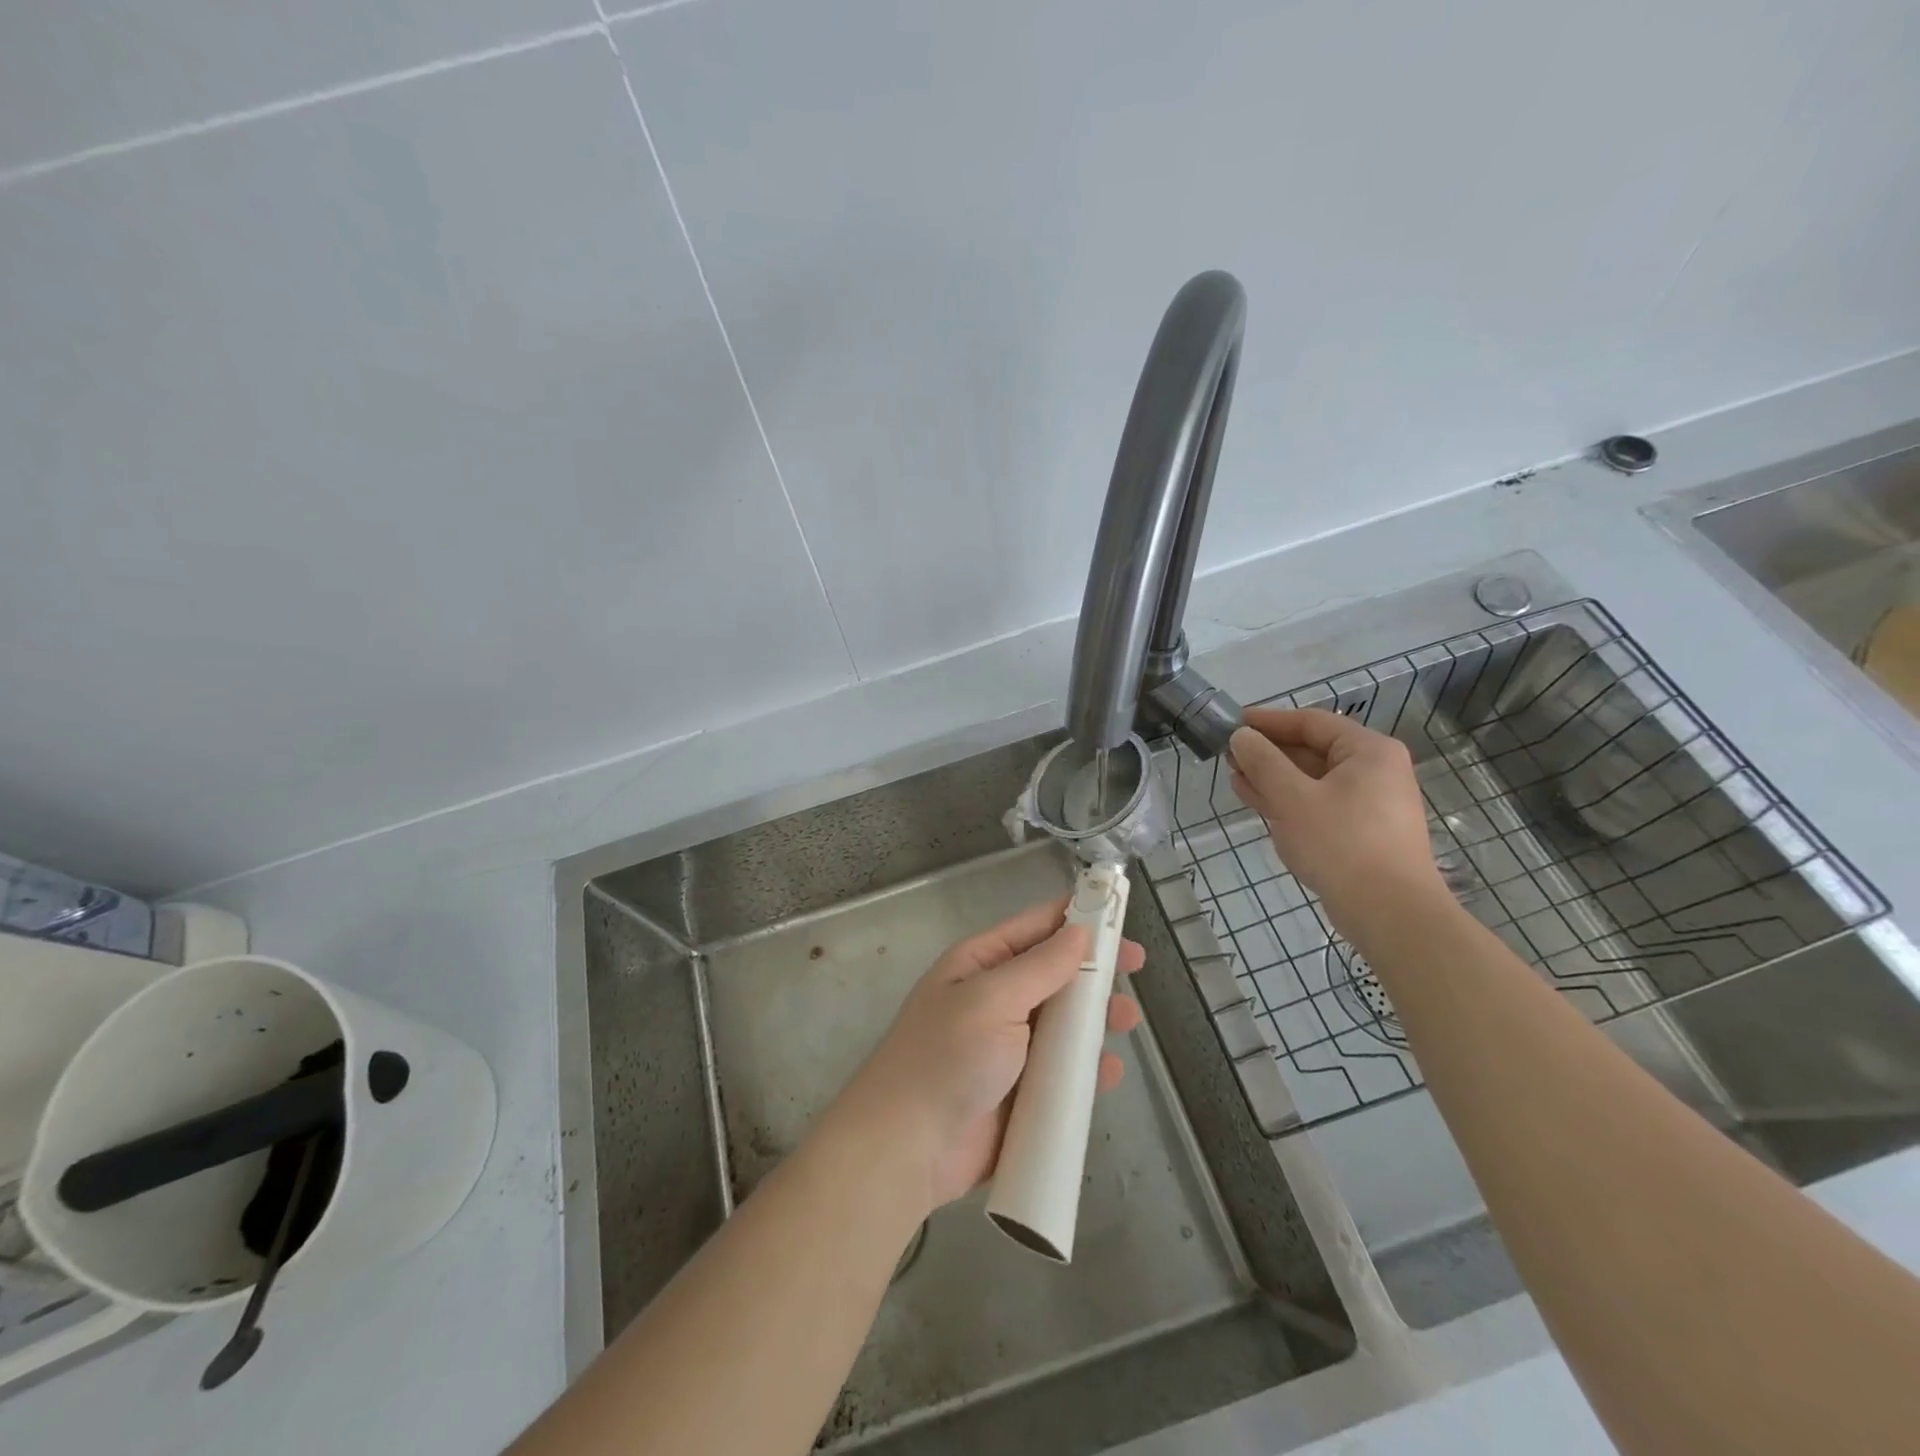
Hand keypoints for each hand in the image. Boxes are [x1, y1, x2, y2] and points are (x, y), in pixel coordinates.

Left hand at [827, 897, 1143, 1211]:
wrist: (905, 1148)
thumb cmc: (947, 1057)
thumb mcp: (993, 1000)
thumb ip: (1040, 967)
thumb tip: (1079, 931)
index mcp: (980, 964)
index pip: (1034, 927)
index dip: (1076, 917)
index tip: (1117, 914)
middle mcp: (994, 1000)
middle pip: (1053, 974)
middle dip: (1093, 970)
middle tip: (1136, 968)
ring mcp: (1007, 1049)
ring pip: (1062, 1025)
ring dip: (1094, 1021)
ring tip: (1126, 1021)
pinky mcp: (1018, 1094)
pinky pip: (1060, 1074)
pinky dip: (1085, 1071)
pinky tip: (1108, 1073)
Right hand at [1228, 707, 1444, 929]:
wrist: (1389, 914)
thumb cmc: (1341, 844)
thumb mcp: (1292, 798)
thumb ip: (1263, 762)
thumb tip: (1241, 736)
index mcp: (1368, 751)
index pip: (1311, 722)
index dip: (1268, 721)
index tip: (1232, 723)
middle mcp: (1374, 771)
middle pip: (1312, 750)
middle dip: (1268, 753)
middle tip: (1228, 755)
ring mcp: (1369, 803)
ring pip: (1311, 780)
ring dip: (1272, 778)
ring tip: (1234, 778)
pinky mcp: (1360, 832)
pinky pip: (1318, 804)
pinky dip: (1288, 801)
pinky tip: (1257, 802)